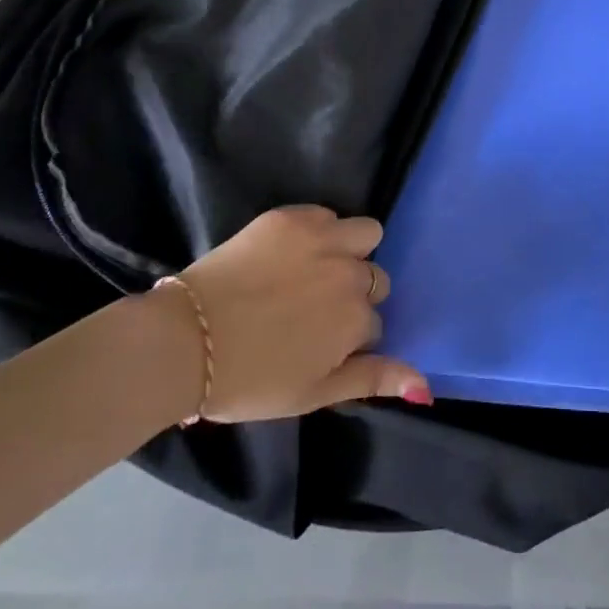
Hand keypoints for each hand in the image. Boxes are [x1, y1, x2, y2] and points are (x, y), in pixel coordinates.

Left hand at [171, 206, 429, 422]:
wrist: (184, 342)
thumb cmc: (247, 380)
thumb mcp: (313, 394)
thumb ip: (373, 380)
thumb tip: (425, 385)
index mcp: (357, 320)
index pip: (374, 321)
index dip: (348, 334)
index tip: (318, 342)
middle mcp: (351, 274)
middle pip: (374, 276)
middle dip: (353, 291)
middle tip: (312, 309)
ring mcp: (324, 239)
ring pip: (366, 232)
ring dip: (352, 249)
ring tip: (317, 268)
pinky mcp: (294, 216)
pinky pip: (328, 214)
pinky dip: (319, 230)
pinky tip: (289, 252)